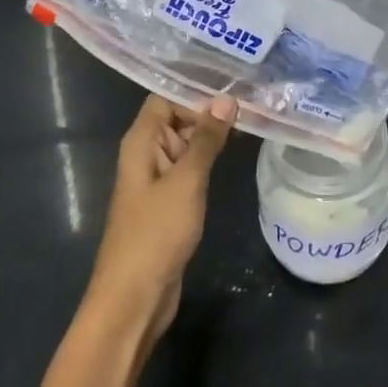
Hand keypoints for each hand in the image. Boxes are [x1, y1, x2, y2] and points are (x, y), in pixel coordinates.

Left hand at [85, 94, 236, 348]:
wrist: (135, 298)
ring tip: (251, 122)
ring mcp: (157, 180)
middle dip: (209, 112)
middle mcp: (146, 154)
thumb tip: (226, 99)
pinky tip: (235, 155)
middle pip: (177, 119)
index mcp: (141, 142)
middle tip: (252, 103)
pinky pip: (189, 169)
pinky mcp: (169, 203)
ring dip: (212, 136)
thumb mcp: (186, 181)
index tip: (233, 88)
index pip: (165, 98)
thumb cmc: (156, 233)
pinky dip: (209, 160)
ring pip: (186, 145)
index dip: (195, 92)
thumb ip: (206, 139)